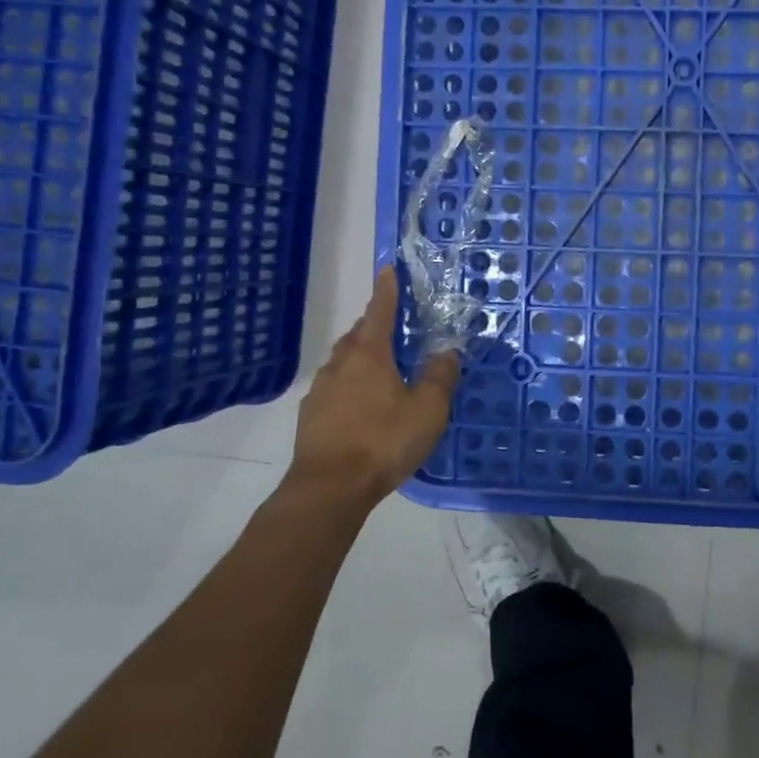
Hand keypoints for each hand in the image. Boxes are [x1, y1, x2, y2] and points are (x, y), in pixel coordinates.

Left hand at [289, 266, 460, 503]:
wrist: (329, 488)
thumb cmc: (383, 441)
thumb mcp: (428, 409)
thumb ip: (440, 377)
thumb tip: (447, 352)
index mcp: (369, 354)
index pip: (379, 311)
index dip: (387, 290)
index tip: (388, 269)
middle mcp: (341, 364)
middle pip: (358, 334)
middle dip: (374, 324)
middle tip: (393, 325)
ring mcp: (321, 390)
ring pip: (343, 361)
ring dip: (361, 356)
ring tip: (381, 366)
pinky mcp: (311, 416)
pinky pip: (335, 387)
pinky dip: (350, 384)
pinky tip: (362, 403)